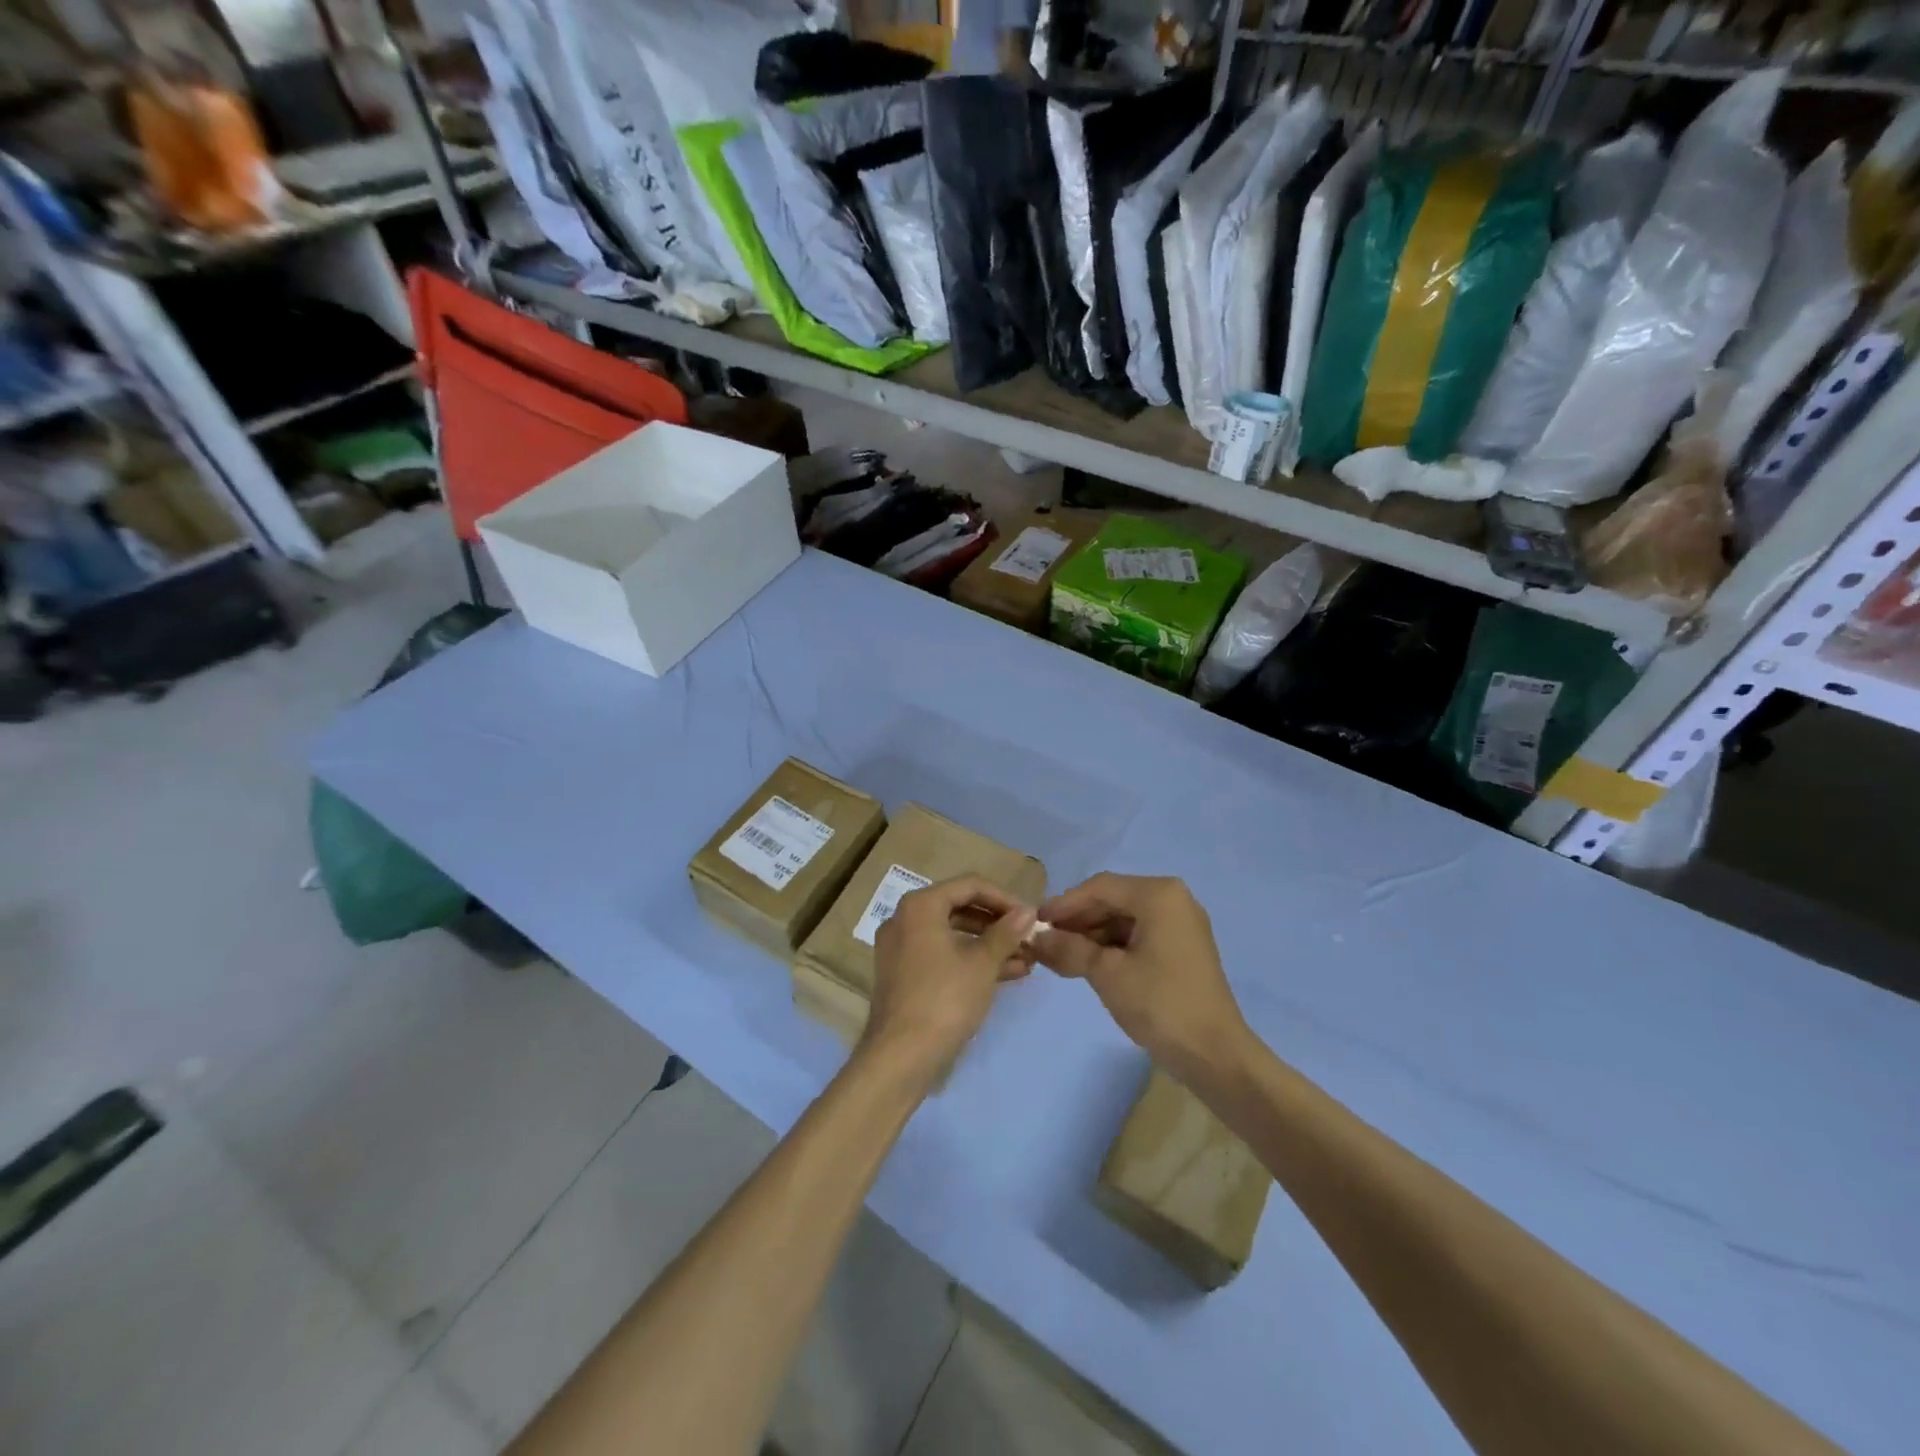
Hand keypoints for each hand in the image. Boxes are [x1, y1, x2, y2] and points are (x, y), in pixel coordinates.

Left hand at [864, 875, 1036, 1081]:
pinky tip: (1007, 974)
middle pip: (960, 908)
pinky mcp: (905, 975)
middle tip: (1029, 938)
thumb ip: (1006, 932)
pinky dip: (971, 960)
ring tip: (1026, 959)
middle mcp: (905, 919)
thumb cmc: (945, 999)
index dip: (1004, 898)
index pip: (970, 885)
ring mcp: (902, 948)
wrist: (901, 1057)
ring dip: (989, 944)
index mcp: (920, 906)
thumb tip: (1028, 911)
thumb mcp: (982, 963)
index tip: (1030, 917)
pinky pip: (943, 955)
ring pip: (953, 934)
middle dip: (998, 924)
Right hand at [1031, 874, 1246, 1084]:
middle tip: (1045, 942)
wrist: (1215, 1055)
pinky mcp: (1183, 948)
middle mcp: (1173, 899)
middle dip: (1078, 921)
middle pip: (1113, 900)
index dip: (1064, 904)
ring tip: (1061, 957)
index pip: (1100, 888)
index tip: (1035, 923)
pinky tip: (1088, 964)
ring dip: (1092, 935)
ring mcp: (1181, 924)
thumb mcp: (1107, 973)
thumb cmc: (1160, 1004)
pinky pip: (1139, 935)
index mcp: (1158, 895)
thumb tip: (1036, 937)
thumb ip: (1069, 948)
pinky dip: (1113, 947)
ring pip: (1124, 919)